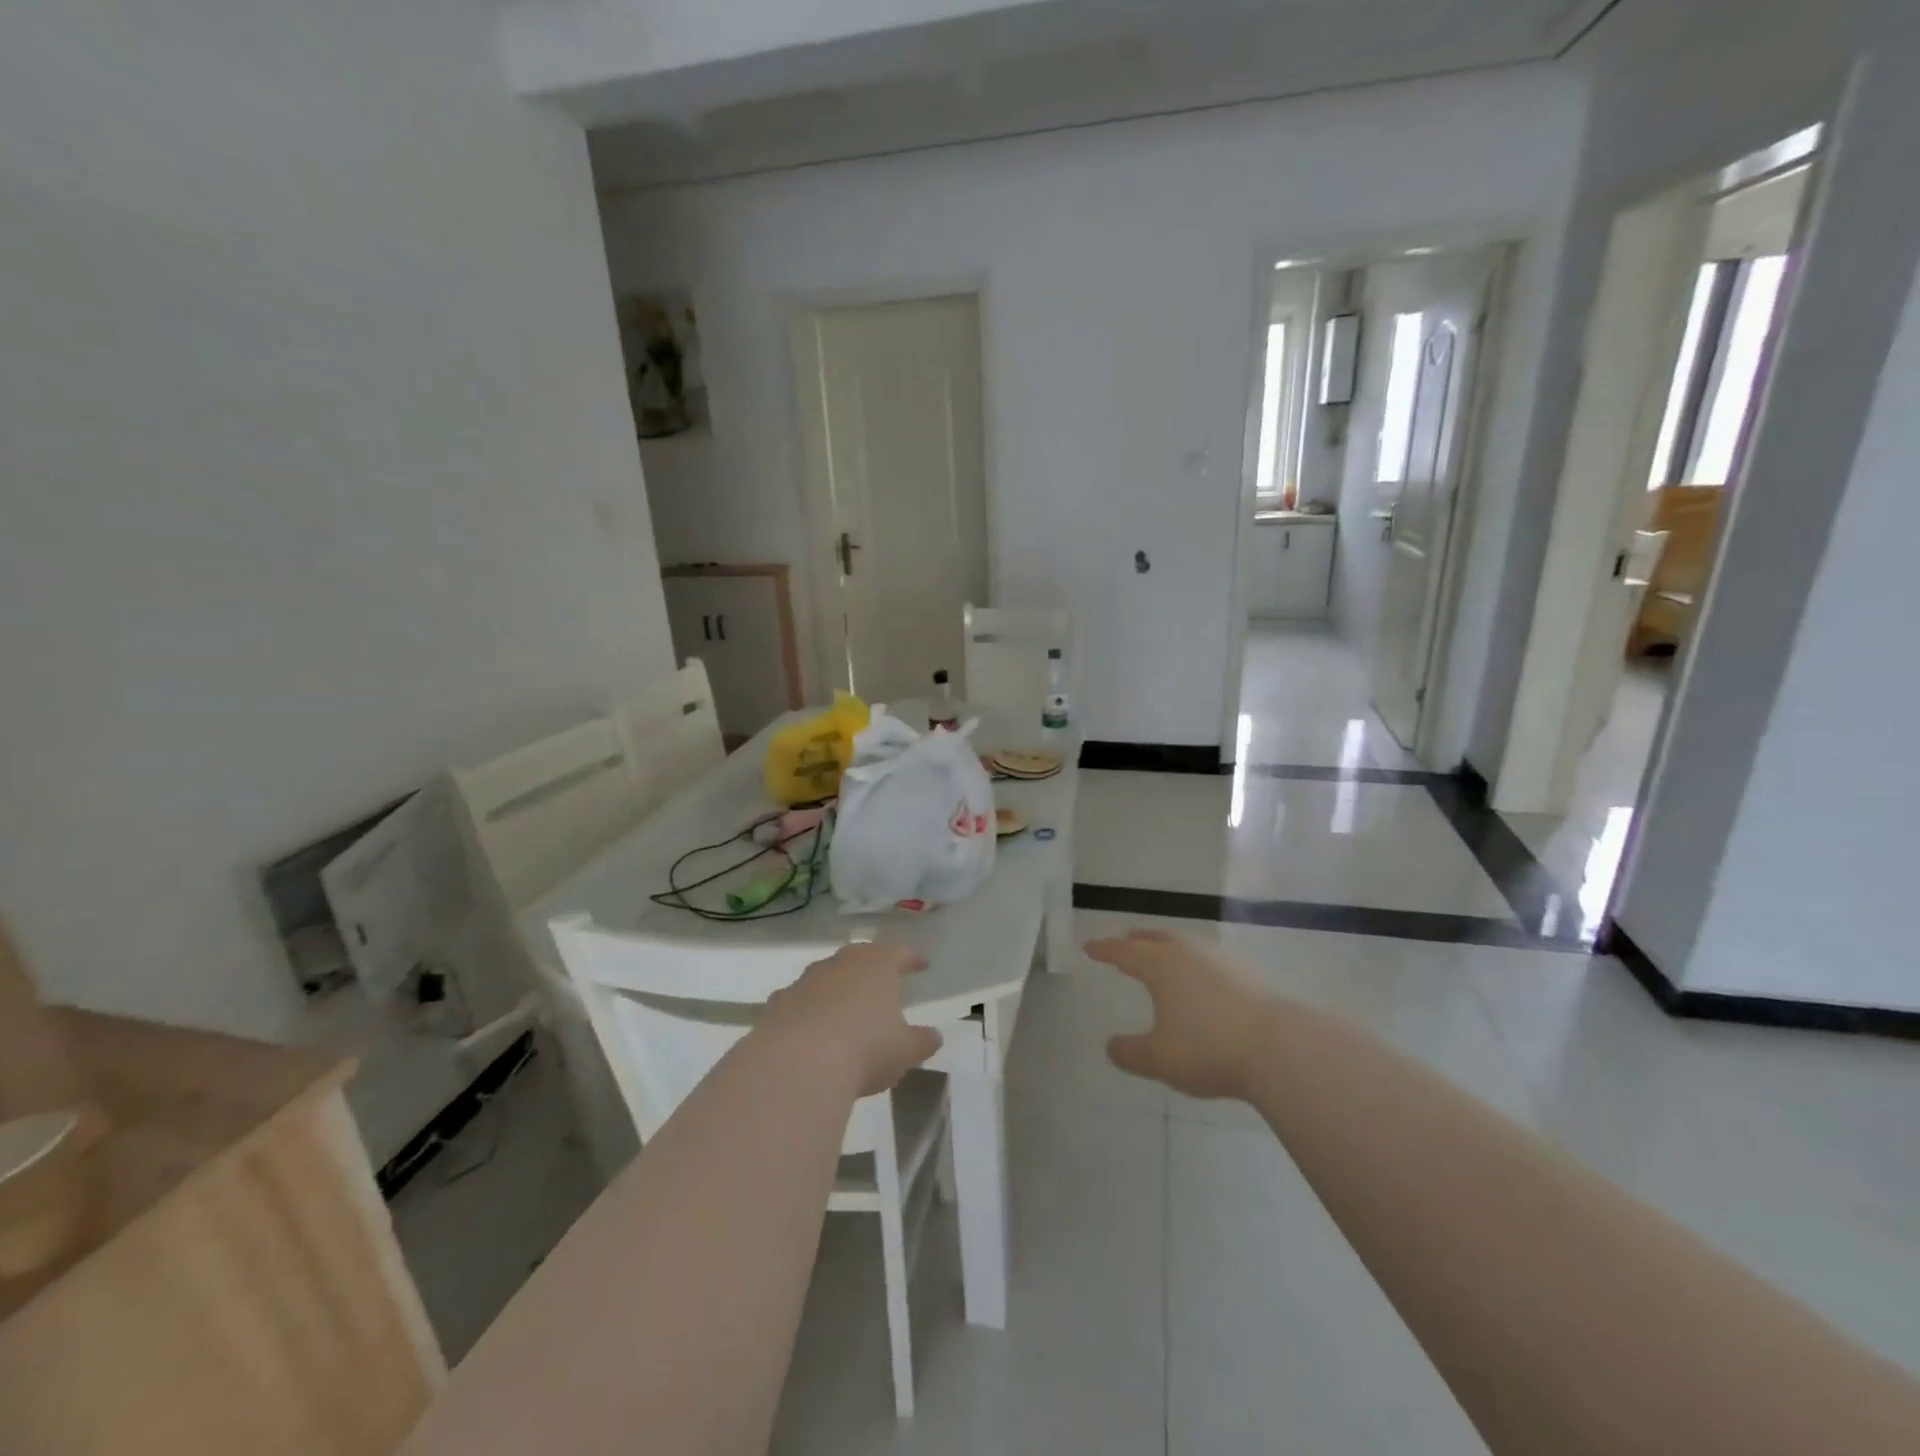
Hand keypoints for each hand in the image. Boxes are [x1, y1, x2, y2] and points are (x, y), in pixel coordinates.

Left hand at [760, 942, 942, 1096]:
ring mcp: (806, 980)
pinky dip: (810, 1009)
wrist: (798, 1063)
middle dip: (872, 967)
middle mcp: (841, 962)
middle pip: (860, 956)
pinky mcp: (779, 1003)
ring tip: (847, 1007)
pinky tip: (813, 1029)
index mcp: (878, 965)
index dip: (912, 959)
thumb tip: (933, 1036)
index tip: (921, 965)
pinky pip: (801, 1000)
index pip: (899, 953)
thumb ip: (922, 1041)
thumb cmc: (866, 1049)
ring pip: (828, 975)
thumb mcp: (905, 1050)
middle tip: (882, 980)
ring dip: (838, 987)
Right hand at [1086, 928, 1273, 1099]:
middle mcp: (1187, 953)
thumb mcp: (1159, 1059)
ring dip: (1167, 946)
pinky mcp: (1246, 974)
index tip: (1089, 947)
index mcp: (1160, 965)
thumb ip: (1130, 1053)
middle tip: (1125, 941)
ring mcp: (1220, 960)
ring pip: (1184, 944)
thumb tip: (1112, 1046)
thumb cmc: (1208, 1048)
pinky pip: (1207, 959)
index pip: (1124, 952)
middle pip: (1156, 938)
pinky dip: (1193, 962)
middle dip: (1136, 939)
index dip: (1105, 950)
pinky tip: (1200, 979)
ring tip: (1161, 955)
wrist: (1279, 1047)